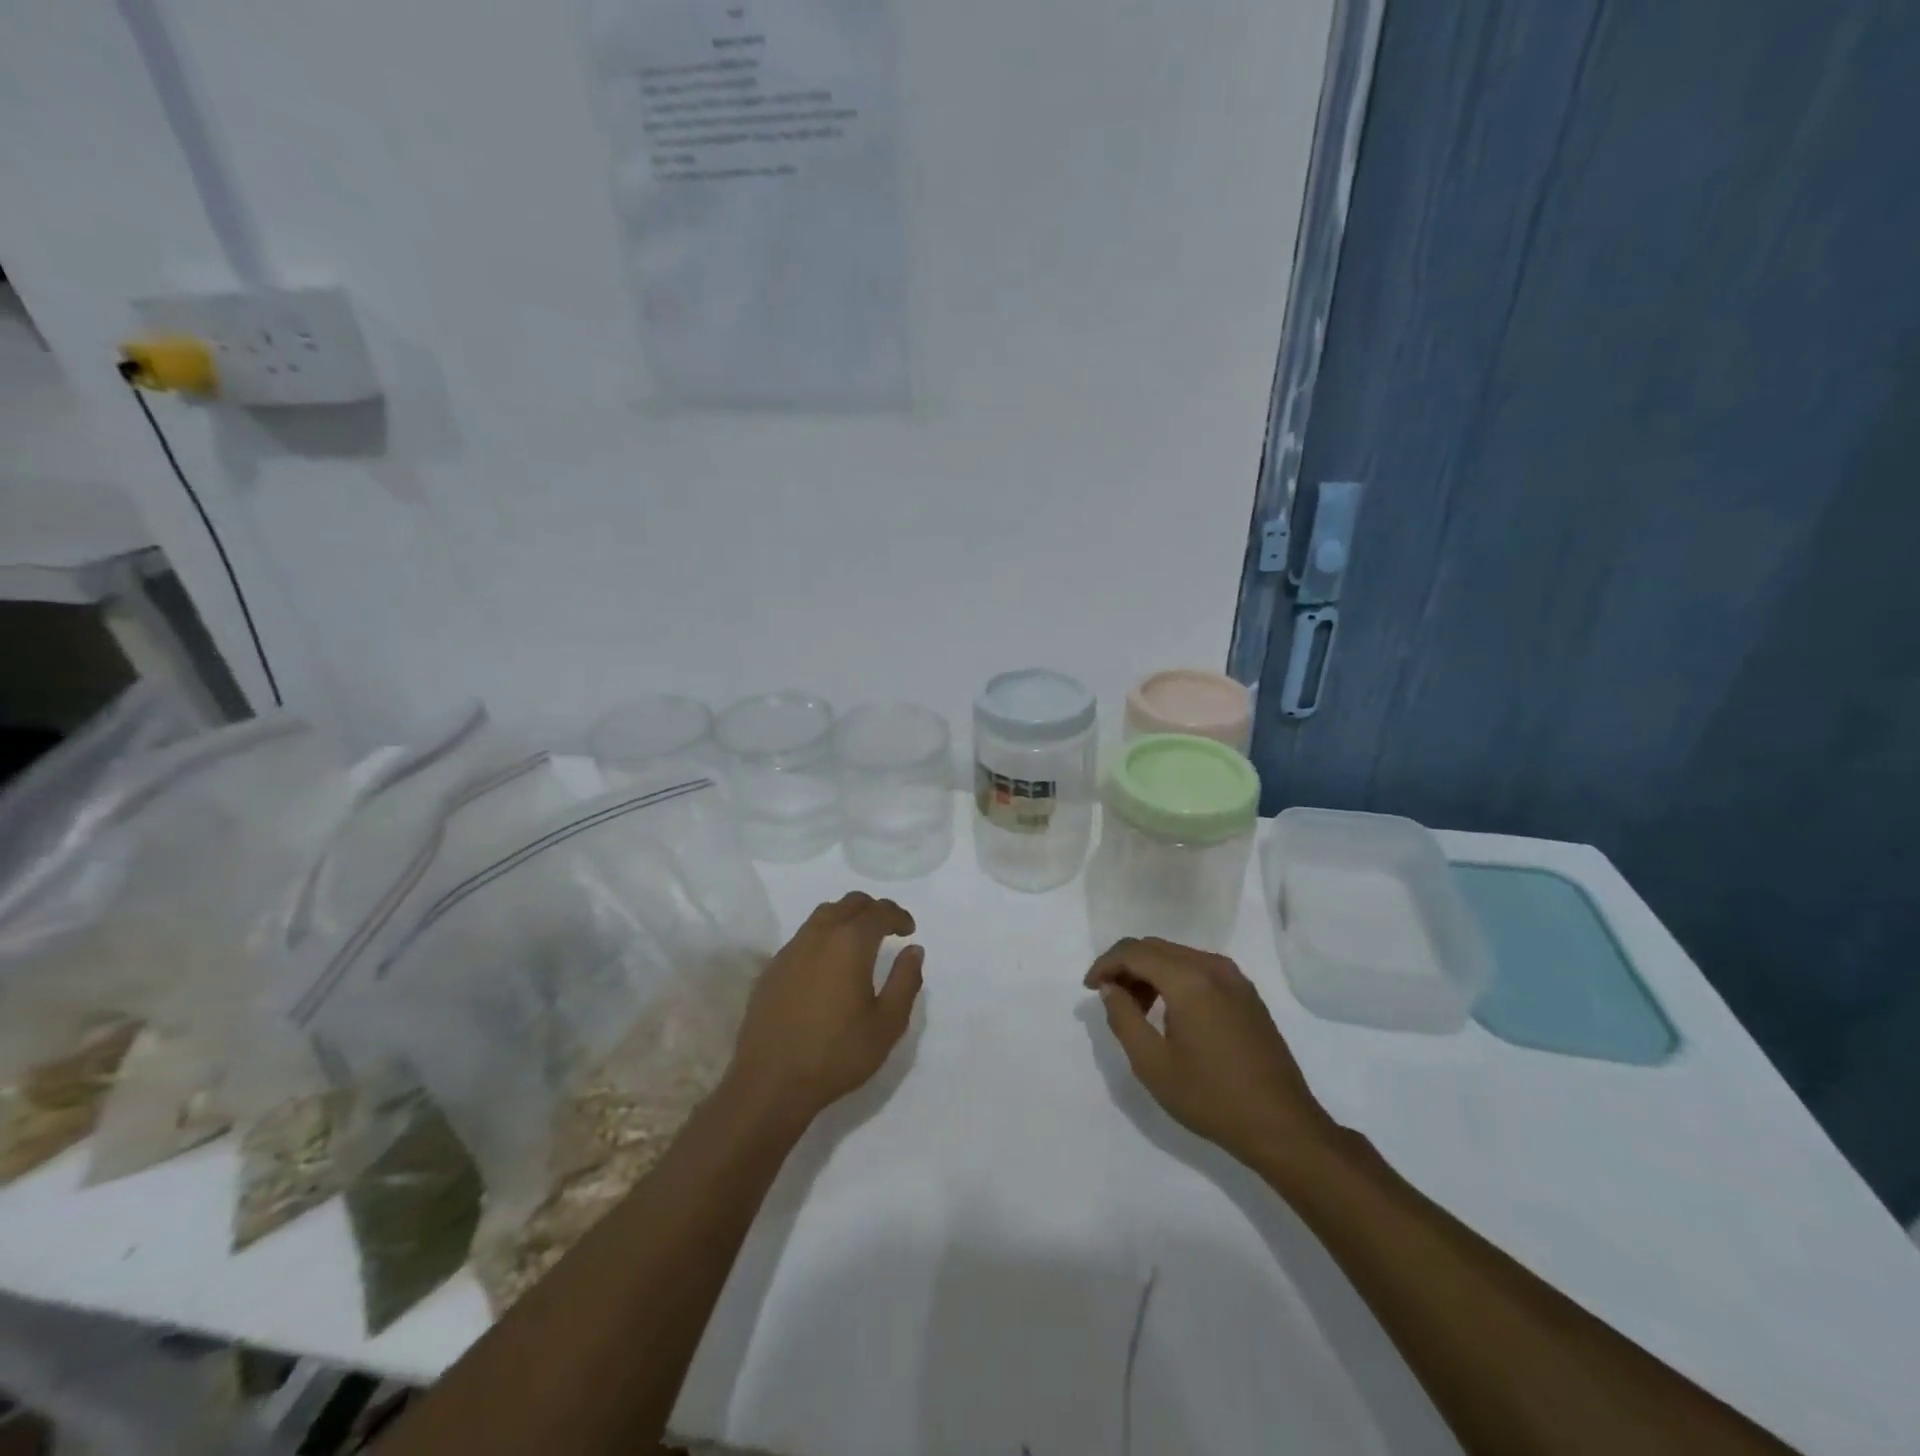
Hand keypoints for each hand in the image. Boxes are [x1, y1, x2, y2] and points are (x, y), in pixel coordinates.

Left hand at [728, 892, 923, 1124]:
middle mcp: (818, 936)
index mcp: (850, 943)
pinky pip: (803, 937)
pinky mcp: (772, 969)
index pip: (878, 912)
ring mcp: (790, 950)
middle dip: (872, 910)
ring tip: (859, 942)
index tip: (909, 930)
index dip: (898, 916)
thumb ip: (905, 981)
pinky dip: (823, 937)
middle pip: (849, 904)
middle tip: (887, 929)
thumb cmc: (837, 1054)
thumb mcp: (887, 1024)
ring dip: (845, 918)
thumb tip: (913, 950)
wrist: (770, 1083)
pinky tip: (827, 965)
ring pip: (822, 916)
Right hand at [1085, 937, 1338, 1167]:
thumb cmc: (1211, 1097)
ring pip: (1178, 956)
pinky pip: (1200, 969)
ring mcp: (1235, 978)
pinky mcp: (1247, 994)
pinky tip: (1170, 1011)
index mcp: (1189, 979)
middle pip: (1156, 948)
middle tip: (1109, 997)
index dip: (1105, 964)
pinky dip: (1175, 978)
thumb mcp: (1152, 1064)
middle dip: (1126, 966)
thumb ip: (1123, 1018)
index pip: (1135, 952)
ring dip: (1150, 972)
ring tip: (1136, 1008)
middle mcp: (1213, 967)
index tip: (1089, 988)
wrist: (1282, 1126)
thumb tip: (1111, 988)